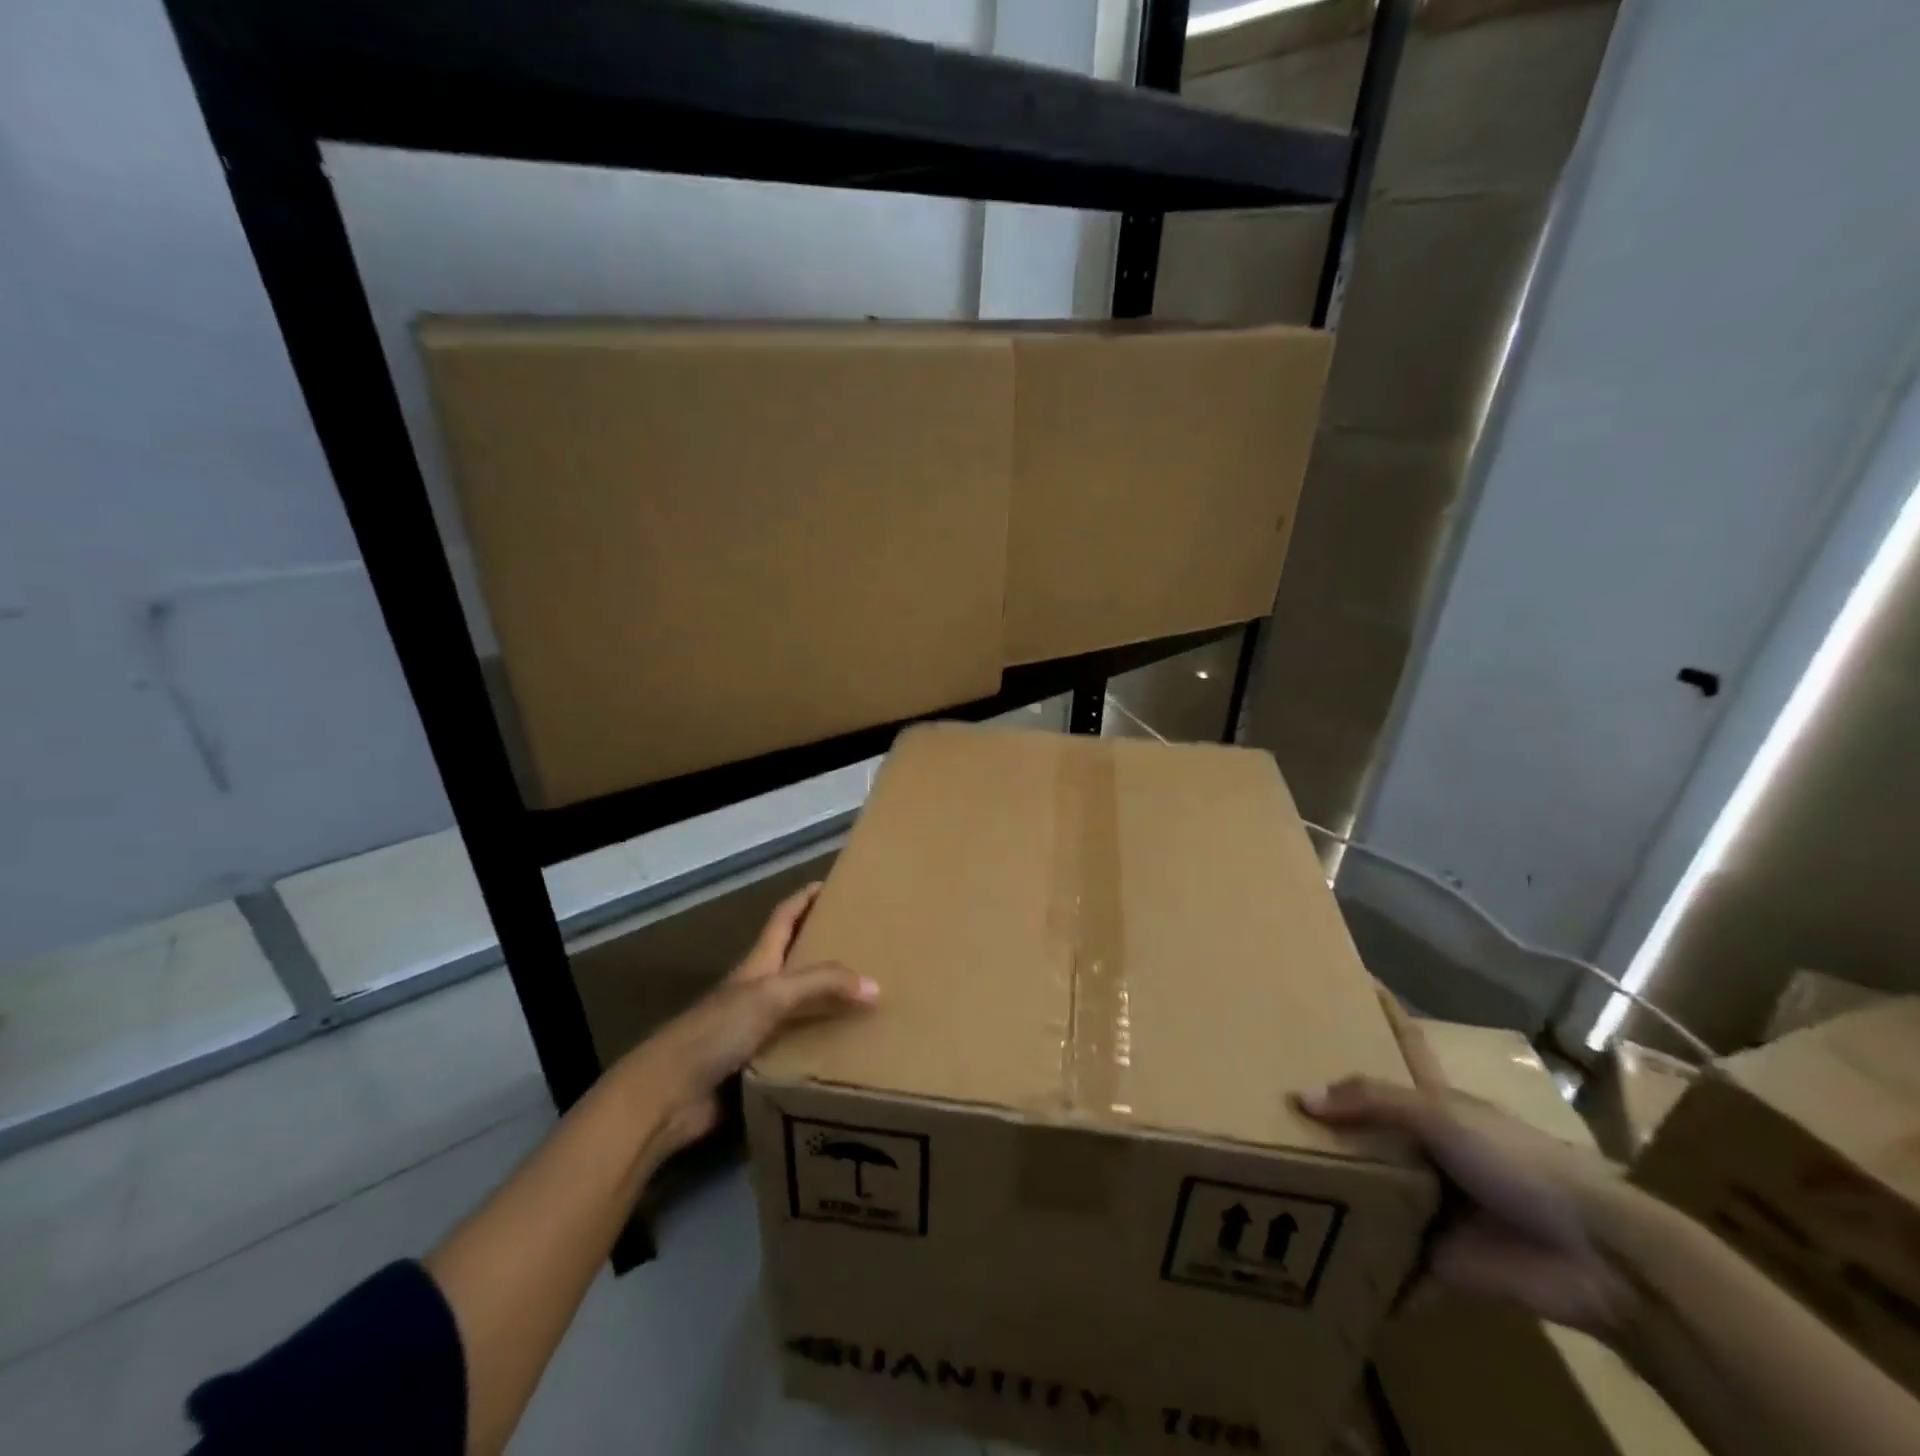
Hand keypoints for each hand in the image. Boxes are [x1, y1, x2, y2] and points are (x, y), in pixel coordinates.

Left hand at [632, 883, 876, 1158]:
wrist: (667, 1096)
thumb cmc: (715, 1031)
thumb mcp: (771, 995)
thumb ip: (822, 985)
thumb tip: (876, 986)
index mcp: (757, 964)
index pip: (784, 918)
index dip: (805, 898)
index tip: (833, 883)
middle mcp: (757, 992)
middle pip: (796, 962)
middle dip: (827, 949)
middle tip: (869, 946)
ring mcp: (754, 1031)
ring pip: (801, 1009)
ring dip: (830, 1003)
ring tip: (872, 1000)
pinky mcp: (757, 1067)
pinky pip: (799, 1051)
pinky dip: (822, 1048)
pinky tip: (850, 1053)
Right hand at [1296, 1073, 1634, 1336]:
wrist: (1596, 1259)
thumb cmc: (1516, 1163)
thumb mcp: (1440, 1115)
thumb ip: (1372, 1102)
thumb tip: (1300, 1098)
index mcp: (1432, 1115)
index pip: (1376, 1092)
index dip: (1339, 1084)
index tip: (1286, 1077)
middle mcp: (1426, 1158)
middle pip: (1365, 1147)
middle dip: (1323, 1144)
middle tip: (1259, 1136)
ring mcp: (1430, 1212)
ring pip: (1369, 1200)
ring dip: (1332, 1200)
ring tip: (1267, 1193)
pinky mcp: (1434, 1264)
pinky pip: (1386, 1262)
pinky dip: (1357, 1266)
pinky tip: (1307, 1260)